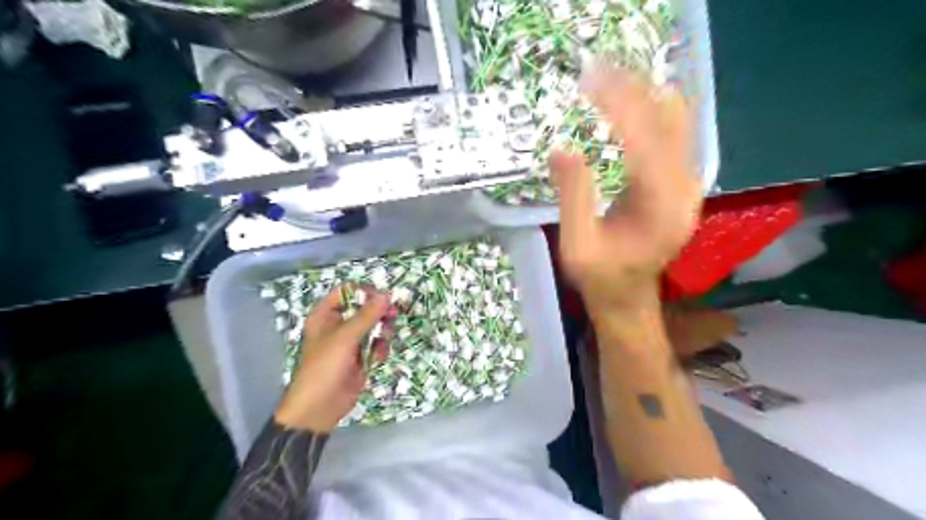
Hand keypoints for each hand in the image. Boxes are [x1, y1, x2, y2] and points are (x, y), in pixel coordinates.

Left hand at [273, 285, 392, 432]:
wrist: (319, 408)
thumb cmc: (324, 368)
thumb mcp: (345, 338)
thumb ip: (367, 316)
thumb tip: (386, 295)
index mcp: (326, 316)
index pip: (347, 292)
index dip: (365, 292)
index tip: (383, 298)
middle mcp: (338, 325)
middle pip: (364, 308)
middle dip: (379, 312)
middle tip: (393, 315)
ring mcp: (350, 342)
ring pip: (373, 326)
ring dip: (382, 330)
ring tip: (385, 338)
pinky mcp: (361, 357)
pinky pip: (376, 344)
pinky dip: (381, 347)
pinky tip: (378, 357)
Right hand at [548, 66, 702, 313]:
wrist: (628, 298)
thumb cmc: (600, 278)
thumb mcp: (576, 245)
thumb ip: (573, 198)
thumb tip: (562, 148)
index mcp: (660, 209)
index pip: (644, 142)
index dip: (619, 107)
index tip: (591, 81)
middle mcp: (685, 191)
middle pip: (668, 123)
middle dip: (633, 92)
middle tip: (597, 73)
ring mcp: (688, 186)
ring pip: (676, 124)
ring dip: (644, 98)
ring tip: (608, 82)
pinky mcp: (681, 184)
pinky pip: (673, 135)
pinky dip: (650, 113)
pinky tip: (627, 104)